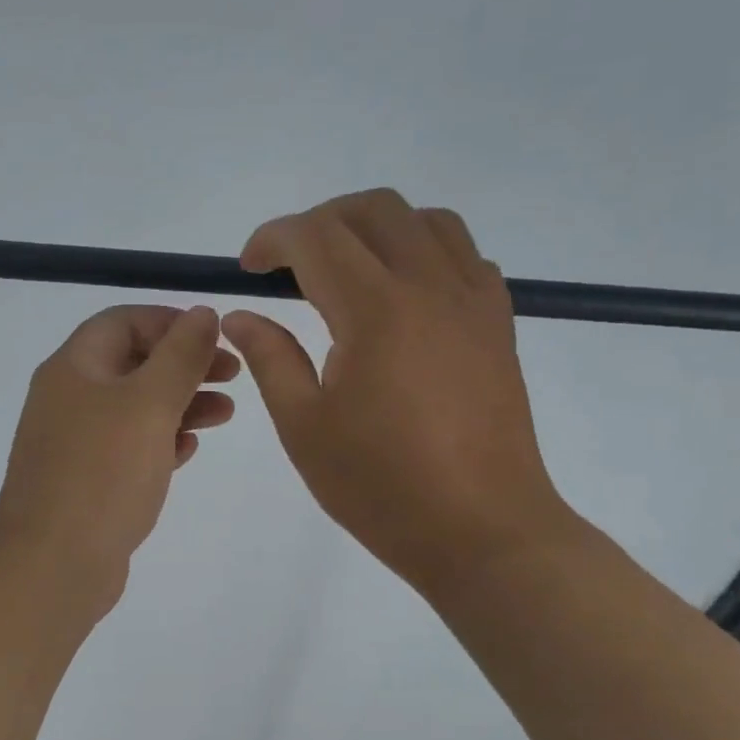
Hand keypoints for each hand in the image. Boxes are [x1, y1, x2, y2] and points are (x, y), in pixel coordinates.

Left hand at [0, 304, 237, 612]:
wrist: (52, 564)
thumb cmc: (102, 474)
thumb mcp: (149, 404)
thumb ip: (180, 356)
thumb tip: (202, 313)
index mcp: (74, 368)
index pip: (123, 322)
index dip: (171, 322)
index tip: (216, 337)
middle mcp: (69, 398)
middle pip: (133, 364)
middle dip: (184, 365)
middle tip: (233, 376)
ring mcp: (75, 443)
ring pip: (135, 408)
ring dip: (181, 403)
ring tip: (227, 414)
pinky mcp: (87, 481)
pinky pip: (129, 447)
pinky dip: (162, 440)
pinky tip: (190, 447)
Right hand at [221, 190, 581, 596]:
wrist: (482, 530)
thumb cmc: (381, 486)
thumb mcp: (304, 427)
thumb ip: (270, 358)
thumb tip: (240, 315)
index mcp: (376, 310)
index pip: (316, 237)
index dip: (273, 240)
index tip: (247, 269)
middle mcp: (430, 286)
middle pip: (374, 209)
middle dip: (320, 221)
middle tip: (289, 266)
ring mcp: (473, 301)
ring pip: (426, 220)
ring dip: (375, 228)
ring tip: (346, 270)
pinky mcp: (499, 324)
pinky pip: (464, 256)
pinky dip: (423, 252)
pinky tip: (401, 296)